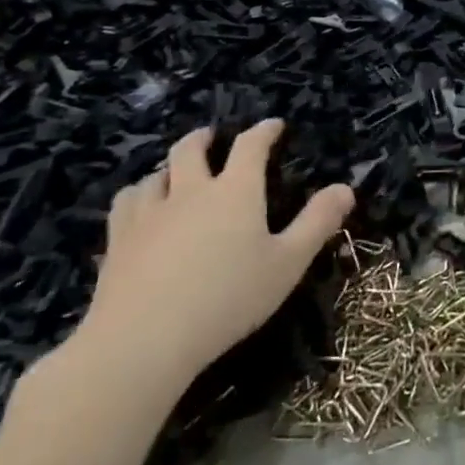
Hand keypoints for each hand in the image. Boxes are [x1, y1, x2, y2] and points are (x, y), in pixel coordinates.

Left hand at [76, 120, 354, 389]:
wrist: (143, 339)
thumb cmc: (228, 299)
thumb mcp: (287, 264)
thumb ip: (317, 223)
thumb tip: (346, 188)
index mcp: (235, 192)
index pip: (250, 146)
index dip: (264, 131)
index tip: (273, 125)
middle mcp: (190, 191)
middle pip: (191, 149)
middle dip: (205, 138)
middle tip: (213, 136)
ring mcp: (149, 214)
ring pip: (155, 175)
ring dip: (169, 168)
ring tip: (174, 173)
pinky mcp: (118, 241)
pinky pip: (126, 203)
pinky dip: (138, 196)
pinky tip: (139, 207)